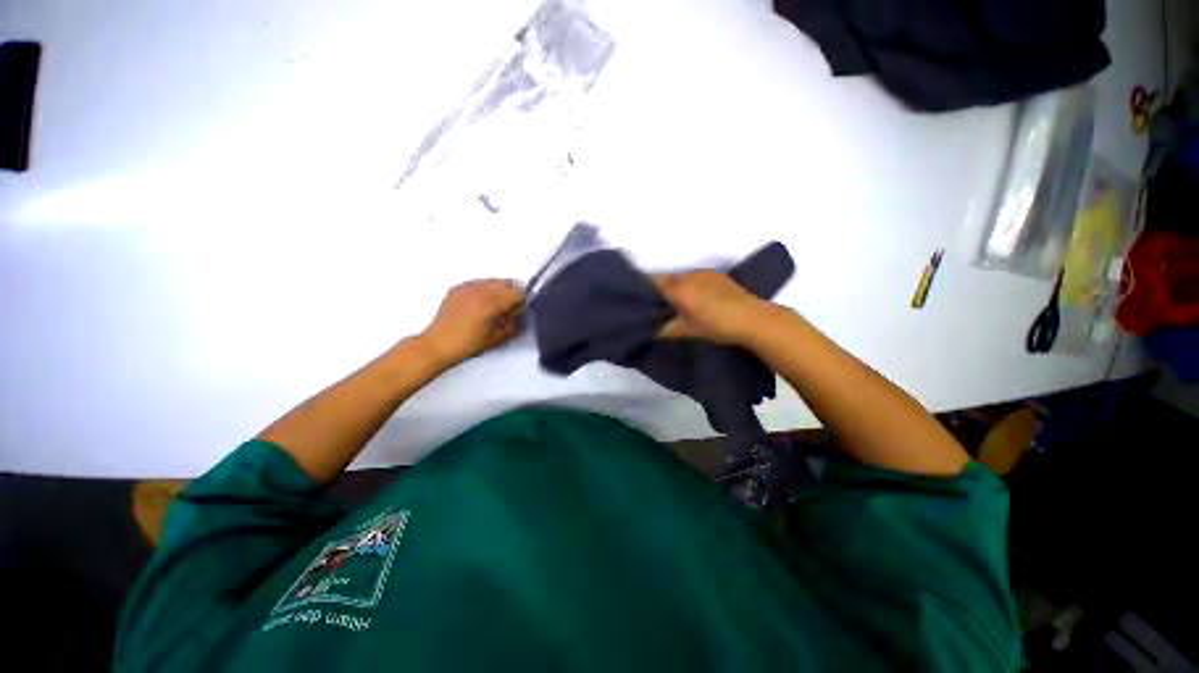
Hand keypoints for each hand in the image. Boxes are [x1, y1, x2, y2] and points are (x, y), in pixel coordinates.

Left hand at [419, 279, 524, 365]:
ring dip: (498, 291)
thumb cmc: (469, 344)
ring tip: (491, 308)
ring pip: (493, 281)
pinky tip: (478, 305)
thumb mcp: (498, 338)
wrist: (439, 345)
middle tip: (507, 310)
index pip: (518, 292)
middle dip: (511, 294)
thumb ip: (514, 323)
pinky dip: (484, 290)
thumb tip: (518, 313)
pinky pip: (478, 283)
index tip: (517, 312)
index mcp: (492, 302)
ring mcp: (467, 287)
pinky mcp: (457, 288)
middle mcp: (480, 289)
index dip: (522, 302)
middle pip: (507, 283)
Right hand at [656, 271, 771, 345]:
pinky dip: (691, 284)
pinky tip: (698, 297)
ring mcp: (704, 272)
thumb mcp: (686, 330)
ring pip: (682, 276)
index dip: (645, 290)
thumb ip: (664, 329)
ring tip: (679, 302)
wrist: (751, 318)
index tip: (643, 301)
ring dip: (677, 286)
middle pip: (667, 278)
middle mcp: (688, 275)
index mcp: (678, 288)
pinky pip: (696, 276)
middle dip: (661, 289)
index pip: (653, 282)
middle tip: (660, 305)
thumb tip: (649, 330)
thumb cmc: (715, 325)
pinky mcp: (716, 274)